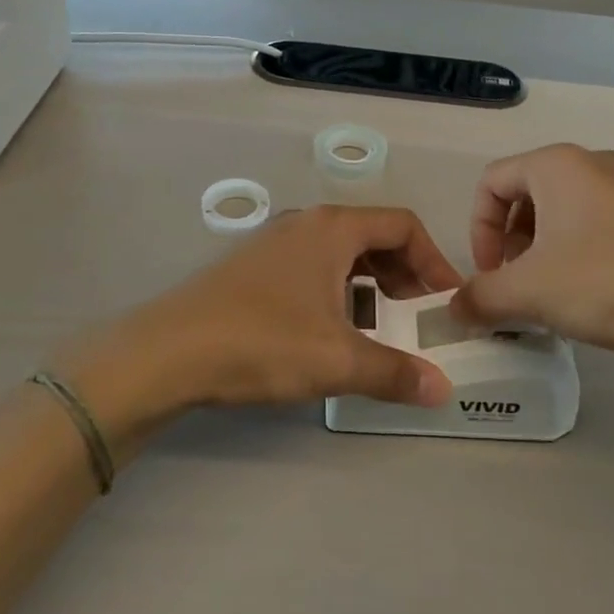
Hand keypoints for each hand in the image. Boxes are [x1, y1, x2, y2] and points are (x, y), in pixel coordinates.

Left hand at [69, 206, 462, 432]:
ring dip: (369, 285)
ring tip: (377, 329)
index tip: (446, 300)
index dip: (434, 259)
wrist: (167, 353)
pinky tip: (330, 332)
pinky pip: (312, 268)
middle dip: (404, 274)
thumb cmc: (262, 342)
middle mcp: (305, 223)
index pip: (402, 225)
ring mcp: (275, 243)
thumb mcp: (337, 360)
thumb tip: (442, 390)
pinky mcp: (253, 268)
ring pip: (341, 254)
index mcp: (332, 228)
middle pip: (373, 236)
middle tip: (417, 316)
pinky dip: (337, 291)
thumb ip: (394, 373)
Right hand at [450, 144, 613, 374]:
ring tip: (556, 293)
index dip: (478, 230)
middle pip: (529, 193)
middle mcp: (594, 161)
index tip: (490, 275)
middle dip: (511, 241)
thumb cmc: (609, 282)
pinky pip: (603, 220)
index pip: (491, 182)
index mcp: (556, 165)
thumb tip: (453, 307)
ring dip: (546, 248)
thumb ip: (480, 297)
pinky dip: (583, 249)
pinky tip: (600, 292)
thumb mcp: (530, 293)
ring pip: (567, 209)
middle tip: (519, 285)